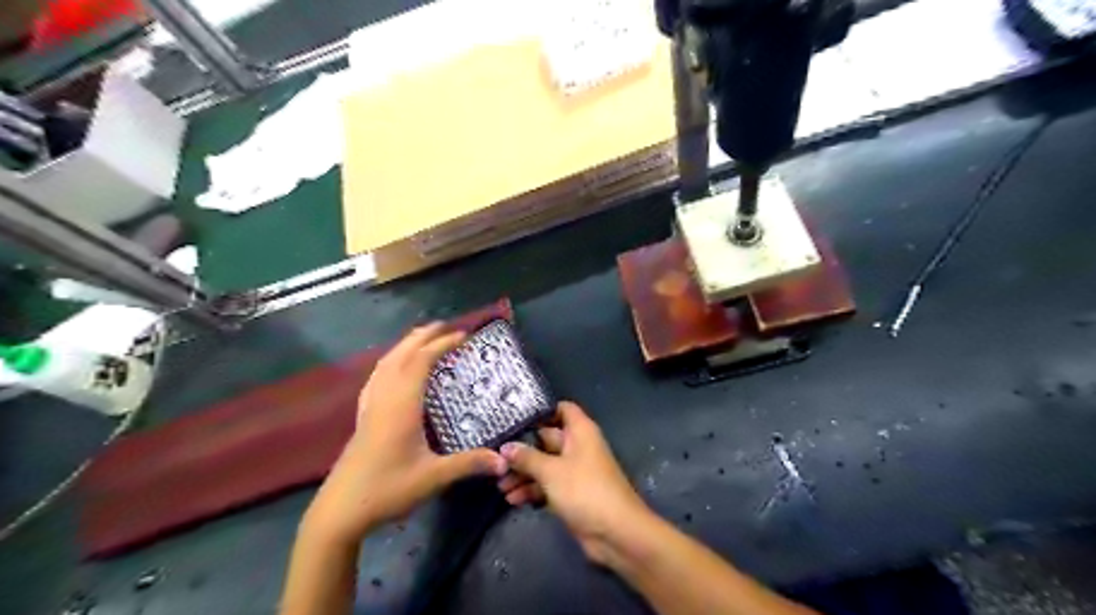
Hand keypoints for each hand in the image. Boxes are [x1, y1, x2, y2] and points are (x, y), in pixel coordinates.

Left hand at [297, 325, 507, 550]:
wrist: (339, 512)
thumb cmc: (387, 490)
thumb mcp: (433, 478)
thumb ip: (469, 464)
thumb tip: (504, 459)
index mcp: (401, 406)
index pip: (421, 362)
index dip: (442, 345)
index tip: (463, 336)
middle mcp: (384, 398)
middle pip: (401, 355)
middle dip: (423, 336)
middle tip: (445, 325)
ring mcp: (370, 406)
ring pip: (385, 363)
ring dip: (405, 345)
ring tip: (422, 338)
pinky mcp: (362, 417)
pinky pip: (377, 377)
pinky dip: (390, 362)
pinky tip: (394, 368)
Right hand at [501, 401, 648, 564]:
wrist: (616, 533)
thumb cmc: (585, 490)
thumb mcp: (551, 471)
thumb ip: (527, 457)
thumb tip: (505, 447)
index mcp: (580, 431)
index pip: (561, 409)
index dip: (540, 411)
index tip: (513, 417)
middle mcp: (577, 447)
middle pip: (546, 439)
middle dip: (522, 448)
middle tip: (494, 455)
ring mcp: (574, 471)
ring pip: (544, 465)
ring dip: (523, 473)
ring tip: (499, 483)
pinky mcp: (571, 493)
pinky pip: (547, 485)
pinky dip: (532, 490)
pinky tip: (512, 499)